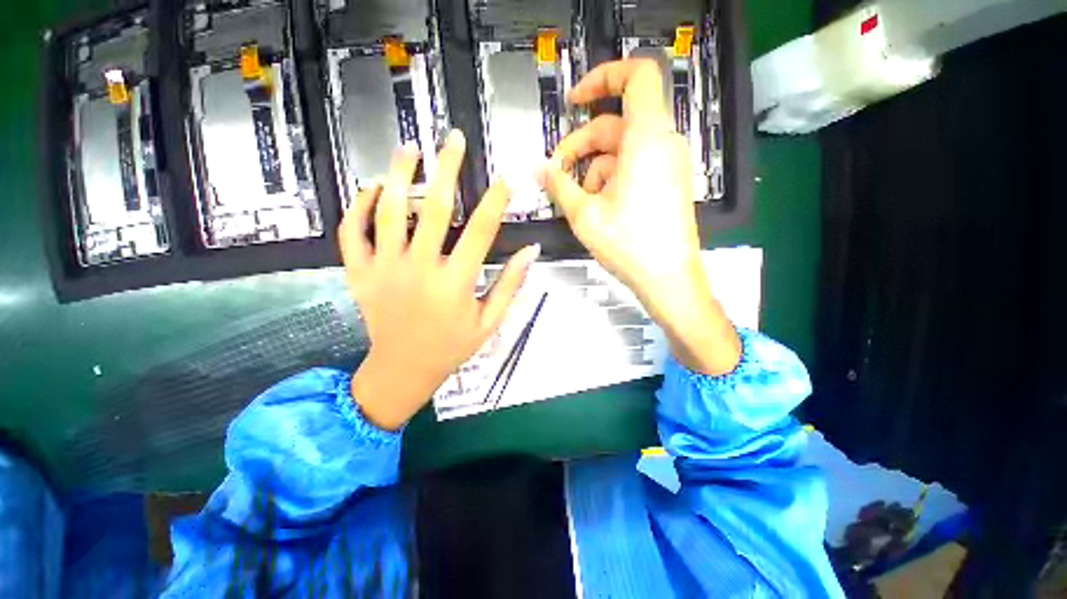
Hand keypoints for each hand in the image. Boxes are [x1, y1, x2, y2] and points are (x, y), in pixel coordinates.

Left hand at [341, 131, 540, 429]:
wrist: (402, 369)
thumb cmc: (452, 347)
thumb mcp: (490, 321)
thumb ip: (510, 284)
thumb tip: (531, 251)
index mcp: (455, 283)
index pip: (481, 231)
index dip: (496, 201)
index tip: (505, 177)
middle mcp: (419, 269)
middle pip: (434, 209)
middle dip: (447, 169)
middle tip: (453, 139)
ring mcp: (384, 269)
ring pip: (388, 211)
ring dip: (399, 174)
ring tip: (410, 148)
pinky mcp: (359, 273)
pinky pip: (352, 231)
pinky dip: (358, 205)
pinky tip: (371, 188)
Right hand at [538, 59, 739, 374]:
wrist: (669, 279)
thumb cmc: (629, 245)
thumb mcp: (585, 215)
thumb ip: (559, 185)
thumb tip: (540, 169)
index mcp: (647, 138)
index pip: (636, 75)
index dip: (603, 77)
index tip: (575, 101)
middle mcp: (662, 143)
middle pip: (616, 124)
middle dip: (581, 145)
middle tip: (556, 172)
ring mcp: (667, 164)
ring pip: (621, 149)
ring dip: (594, 169)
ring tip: (579, 200)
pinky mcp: (667, 182)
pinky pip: (634, 166)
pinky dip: (611, 178)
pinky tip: (598, 205)